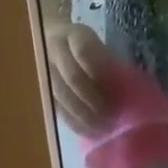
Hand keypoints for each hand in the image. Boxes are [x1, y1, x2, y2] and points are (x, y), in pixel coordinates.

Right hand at [44, 22, 113, 136]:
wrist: (53, 40)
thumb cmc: (88, 48)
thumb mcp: (100, 46)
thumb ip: (108, 64)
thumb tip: (127, 93)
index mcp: (73, 35)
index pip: (84, 51)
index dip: (100, 71)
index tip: (116, 90)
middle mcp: (54, 50)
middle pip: (73, 77)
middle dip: (94, 100)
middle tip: (111, 117)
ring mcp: (43, 70)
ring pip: (62, 96)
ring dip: (84, 115)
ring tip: (103, 129)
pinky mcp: (40, 90)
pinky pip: (55, 108)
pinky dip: (73, 122)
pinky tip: (88, 132)